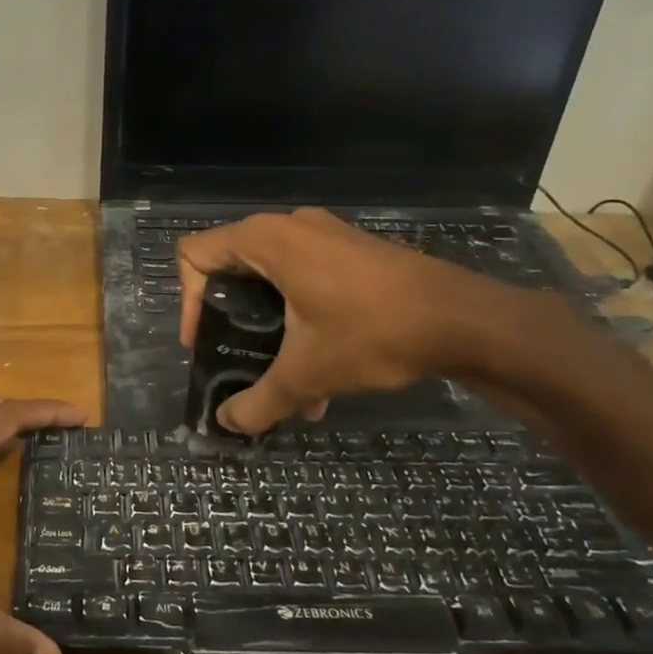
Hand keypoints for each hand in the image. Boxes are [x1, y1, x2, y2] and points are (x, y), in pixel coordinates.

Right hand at [177, 208, 524, 435]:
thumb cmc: (373, 333)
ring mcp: (325, 237)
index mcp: (266, 241)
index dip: (187, 302)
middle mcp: (289, 228)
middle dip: (230, 324)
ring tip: (286, 386)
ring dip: (269, 331)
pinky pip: (305, 281)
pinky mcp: (352, 253)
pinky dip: (300, 321)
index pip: (195, 256)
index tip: (205, 344)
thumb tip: (227, 425)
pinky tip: (322, 375)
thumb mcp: (307, 374)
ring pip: (271, 281)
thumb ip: (257, 402)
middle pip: (230, 270)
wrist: (465, 320)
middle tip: (236, 360)